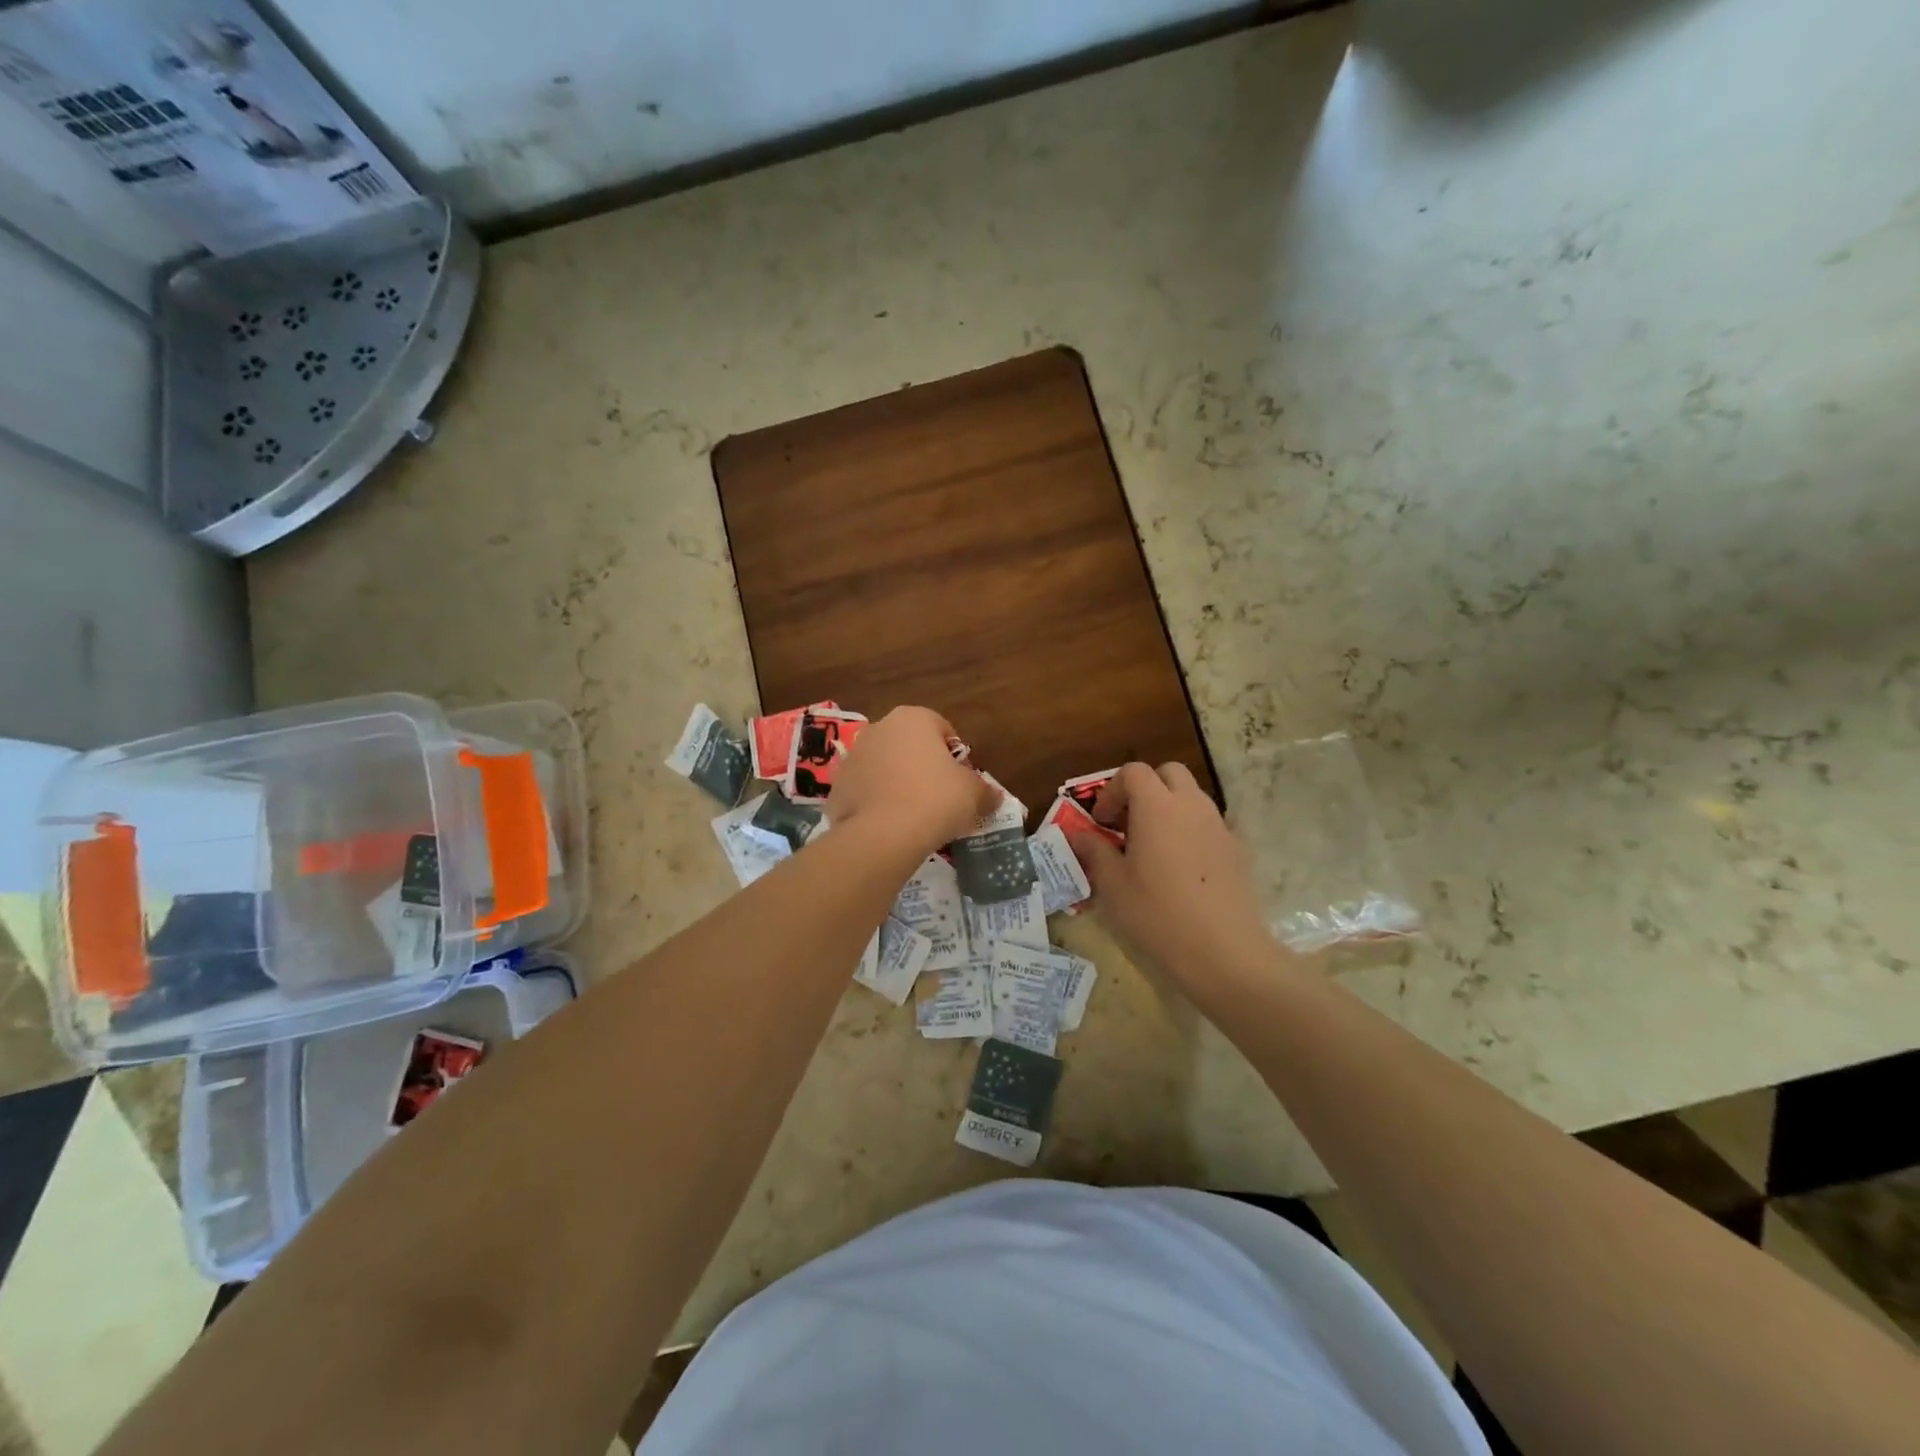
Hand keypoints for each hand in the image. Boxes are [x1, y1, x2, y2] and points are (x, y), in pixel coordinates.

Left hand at [828, 707, 998, 856]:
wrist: (883, 835)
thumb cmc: (936, 800)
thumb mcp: (974, 794)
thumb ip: (986, 792)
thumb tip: (994, 797)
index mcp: (913, 718)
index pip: (942, 729)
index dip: (956, 756)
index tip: (961, 782)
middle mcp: (879, 728)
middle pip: (909, 746)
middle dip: (923, 767)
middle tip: (939, 799)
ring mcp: (853, 757)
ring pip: (884, 767)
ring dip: (897, 783)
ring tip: (913, 816)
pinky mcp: (836, 786)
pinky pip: (865, 792)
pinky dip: (876, 804)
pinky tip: (889, 826)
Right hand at [1066, 762, 1289, 991]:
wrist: (1223, 951)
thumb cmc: (1157, 914)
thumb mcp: (1112, 885)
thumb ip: (1094, 851)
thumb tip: (1080, 835)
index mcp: (1157, 806)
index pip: (1133, 772)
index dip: (1112, 790)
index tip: (1101, 823)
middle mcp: (1191, 805)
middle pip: (1168, 773)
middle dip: (1145, 789)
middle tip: (1128, 824)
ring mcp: (1219, 825)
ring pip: (1191, 797)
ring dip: (1168, 809)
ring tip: (1152, 848)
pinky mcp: (1237, 849)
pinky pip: (1208, 824)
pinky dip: (1190, 831)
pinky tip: (1180, 869)